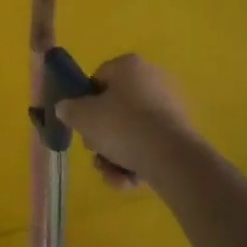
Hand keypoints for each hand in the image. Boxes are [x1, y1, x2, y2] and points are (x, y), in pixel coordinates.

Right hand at [54, 54, 197, 189]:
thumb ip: (68, 109)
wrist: (171, 157)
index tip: (82, 125)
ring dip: (115, 155)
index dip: (85, 103)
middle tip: (96, 152)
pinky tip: (128, 180)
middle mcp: (152, 79)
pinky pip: (150, 144)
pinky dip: (136, 162)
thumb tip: (66, 108)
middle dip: (102, 135)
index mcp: (129, 65)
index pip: (98, 79)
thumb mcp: (82, 116)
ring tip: (111, 174)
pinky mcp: (181, 133)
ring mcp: (169, 107)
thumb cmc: (122, 126)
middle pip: (115, 108)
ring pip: (131, 131)